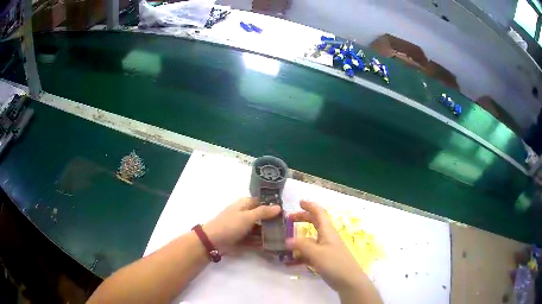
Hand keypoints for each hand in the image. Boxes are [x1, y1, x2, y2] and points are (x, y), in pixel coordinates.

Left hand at [203, 197, 280, 251]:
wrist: (213, 241)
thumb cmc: (230, 224)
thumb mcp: (247, 216)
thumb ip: (263, 212)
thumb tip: (279, 207)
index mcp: (245, 205)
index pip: (262, 202)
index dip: (273, 206)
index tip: (286, 212)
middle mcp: (246, 215)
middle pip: (263, 217)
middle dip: (273, 222)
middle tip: (288, 227)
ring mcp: (245, 228)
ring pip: (260, 229)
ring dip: (270, 234)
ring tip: (284, 238)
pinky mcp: (244, 239)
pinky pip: (256, 240)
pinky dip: (263, 243)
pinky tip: (274, 246)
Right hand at [287, 200, 381, 302]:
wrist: (349, 280)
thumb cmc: (335, 263)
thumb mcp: (316, 253)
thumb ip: (301, 245)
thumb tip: (287, 240)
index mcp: (328, 231)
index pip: (320, 213)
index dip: (310, 206)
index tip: (299, 202)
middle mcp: (328, 237)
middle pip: (316, 222)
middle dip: (303, 218)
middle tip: (289, 219)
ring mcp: (327, 248)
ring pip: (312, 238)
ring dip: (300, 237)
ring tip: (288, 240)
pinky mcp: (325, 259)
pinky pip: (311, 252)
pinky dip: (302, 252)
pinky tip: (292, 260)